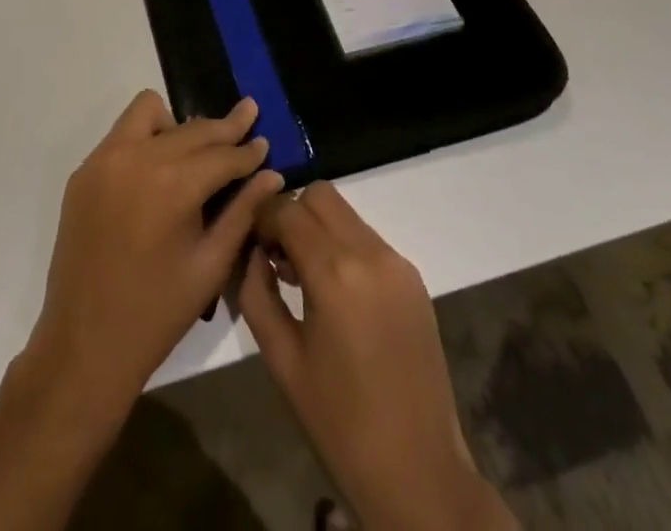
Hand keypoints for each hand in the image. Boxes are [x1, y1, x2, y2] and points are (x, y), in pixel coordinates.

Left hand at [24, 90, 282, 424]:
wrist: (84, 344)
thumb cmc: (157, 312)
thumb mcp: (211, 265)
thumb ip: (243, 212)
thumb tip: (272, 174)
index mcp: (173, 184)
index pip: (221, 153)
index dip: (247, 149)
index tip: (264, 140)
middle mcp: (136, 157)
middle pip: (191, 128)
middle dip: (222, 129)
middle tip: (246, 120)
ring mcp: (104, 160)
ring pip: (149, 112)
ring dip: (178, 125)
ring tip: (195, 153)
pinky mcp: (84, 171)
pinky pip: (122, 135)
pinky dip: (146, 140)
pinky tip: (159, 172)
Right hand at [238, 183, 516, 530]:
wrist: (419, 473)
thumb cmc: (339, 423)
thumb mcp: (280, 359)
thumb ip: (257, 292)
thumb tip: (253, 251)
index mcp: (335, 273)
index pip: (287, 209)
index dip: (262, 218)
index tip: (251, 243)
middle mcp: (370, 253)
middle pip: (320, 195)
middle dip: (292, 214)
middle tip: (278, 256)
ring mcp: (398, 263)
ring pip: (346, 214)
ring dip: (319, 229)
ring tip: (304, 278)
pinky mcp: (414, 278)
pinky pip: (368, 239)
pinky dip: (344, 247)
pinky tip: (337, 294)